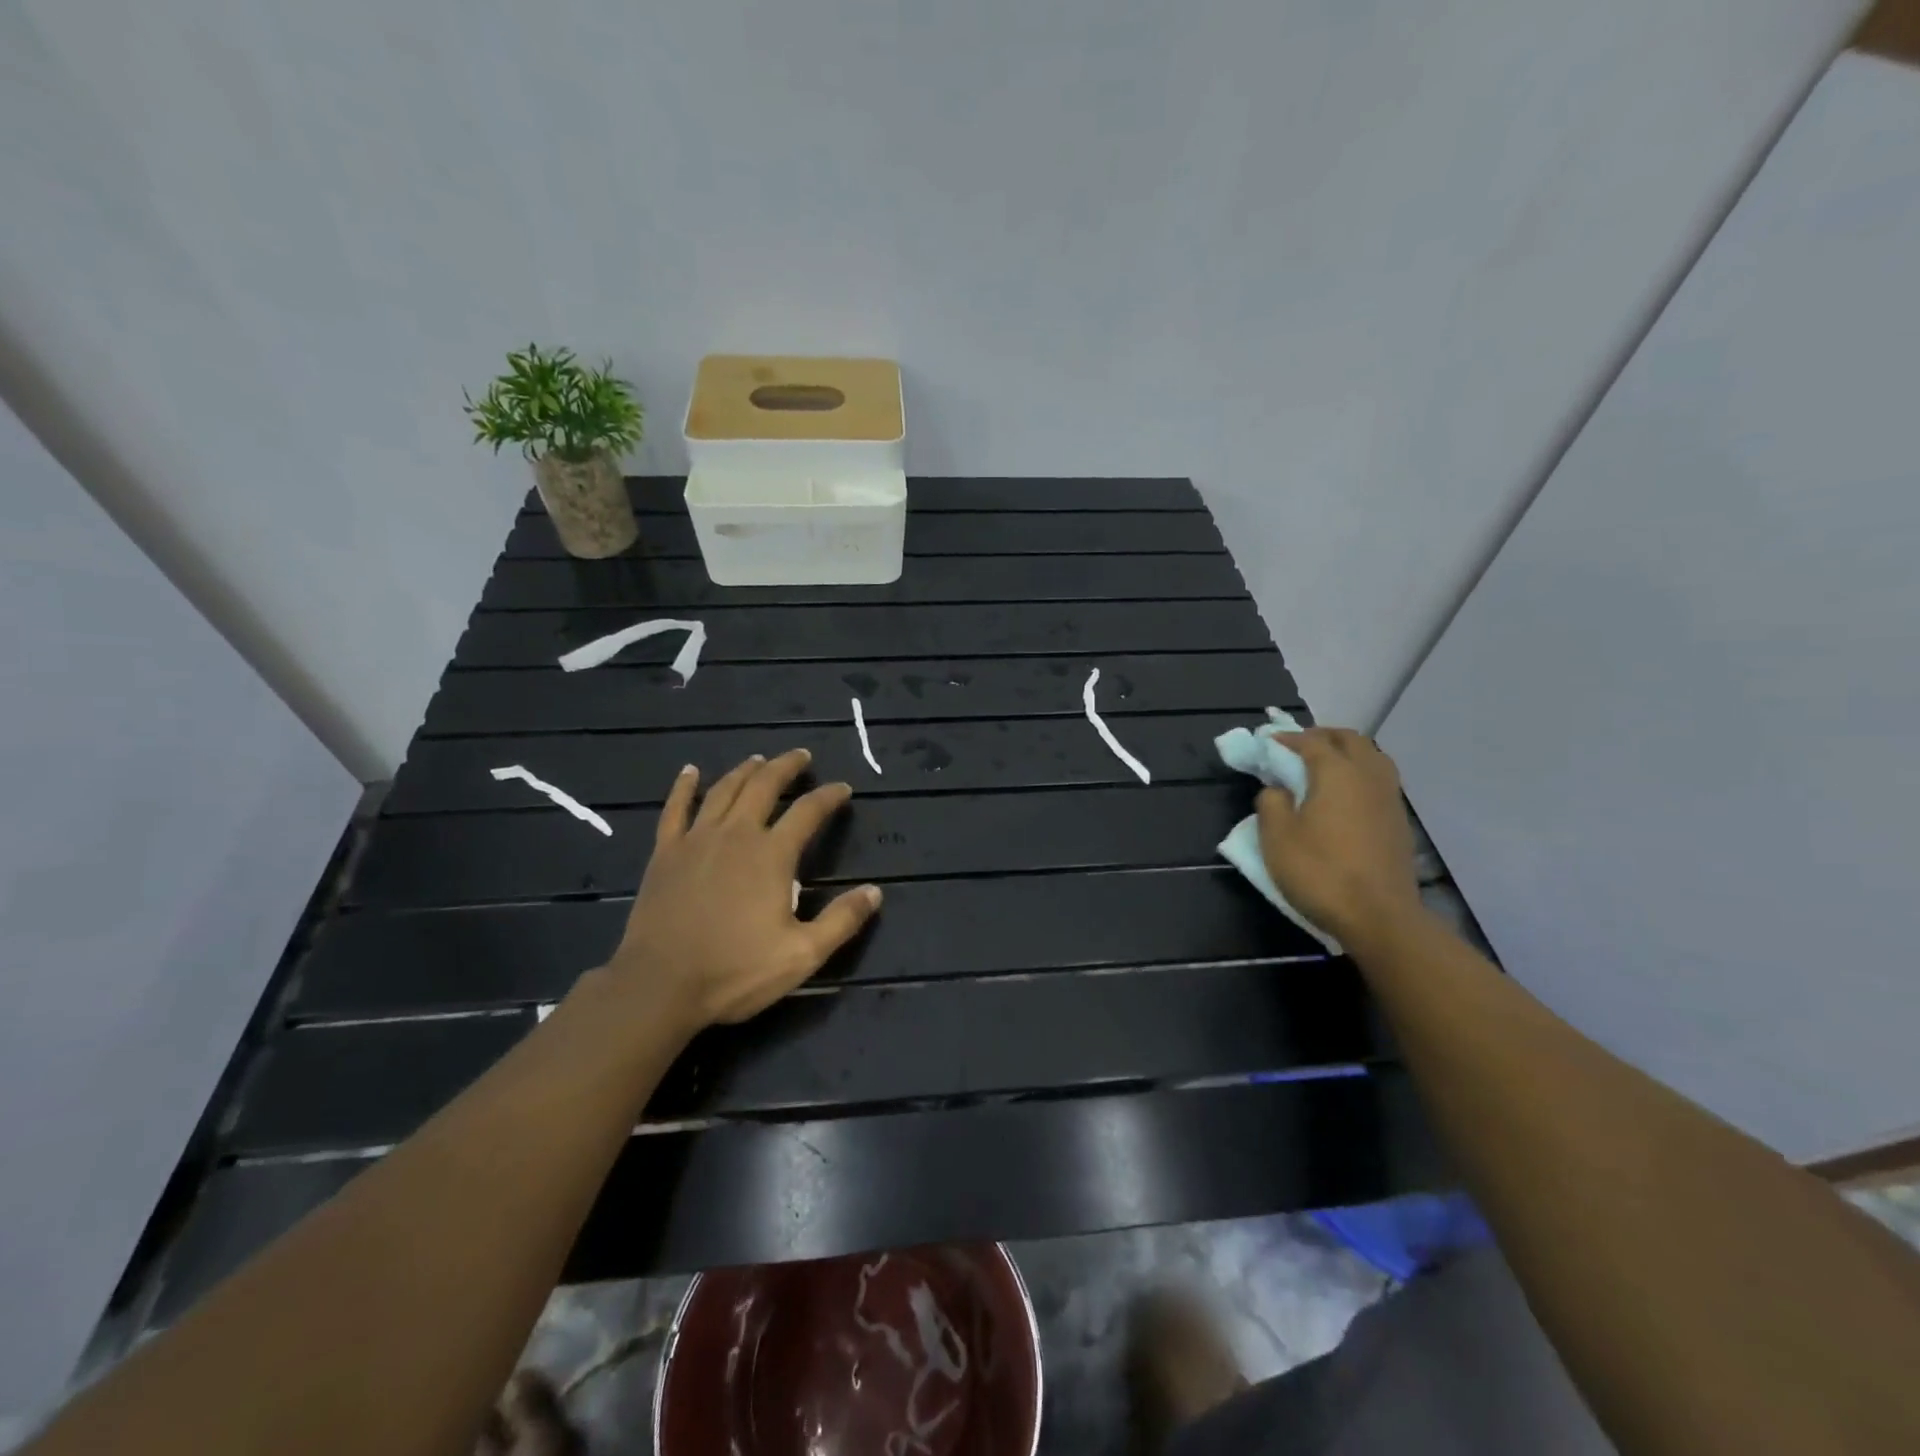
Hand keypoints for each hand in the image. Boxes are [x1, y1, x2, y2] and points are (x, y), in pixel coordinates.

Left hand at [605, 749, 881, 1030]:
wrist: (660, 985)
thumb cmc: (735, 971)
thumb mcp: (802, 954)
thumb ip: (841, 920)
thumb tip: (875, 892)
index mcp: (772, 855)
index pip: (808, 811)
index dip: (829, 796)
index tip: (843, 789)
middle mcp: (736, 834)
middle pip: (764, 786)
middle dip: (786, 767)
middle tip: (801, 756)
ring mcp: (696, 840)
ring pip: (724, 790)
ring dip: (745, 770)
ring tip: (759, 759)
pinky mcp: (665, 853)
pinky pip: (675, 809)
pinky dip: (684, 786)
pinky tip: (690, 771)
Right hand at [1256, 728, 1421, 946]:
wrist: (1379, 917)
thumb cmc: (1320, 872)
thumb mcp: (1277, 837)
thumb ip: (1271, 802)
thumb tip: (1278, 789)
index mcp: (1337, 773)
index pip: (1311, 741)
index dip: (1287, 739)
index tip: (1268, 743)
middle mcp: (1368, 776)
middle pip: (1350, 740)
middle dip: (1323, 736)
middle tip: (1298, 747)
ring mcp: (1390, 798)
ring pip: (1372, 758)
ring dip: (1347, 753)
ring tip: (1324, 767)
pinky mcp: (1399, 821)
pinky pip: (1380, 781)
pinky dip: (1361, 775)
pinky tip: (1345, 795)